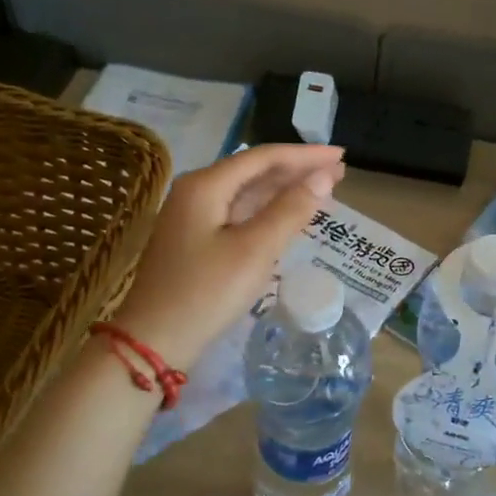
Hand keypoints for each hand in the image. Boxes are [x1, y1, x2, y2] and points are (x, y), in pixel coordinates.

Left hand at [110, 144, 344, 370]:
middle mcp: (197, 191)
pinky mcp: (197, 240)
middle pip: (255, 171)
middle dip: (297, 170)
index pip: (263, 157)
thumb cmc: (206, 292)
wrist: (155, 340)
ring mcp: (194, 216)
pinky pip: (240, 213)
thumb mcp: (254, 250)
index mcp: (206, 185)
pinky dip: (268, 211)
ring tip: (322, 189)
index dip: (305, 155)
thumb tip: (325, 176)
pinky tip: (289, 216)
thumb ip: (291, 210)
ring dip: (284, 190)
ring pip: (247, 193)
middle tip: (338, 171)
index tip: (340, 155)